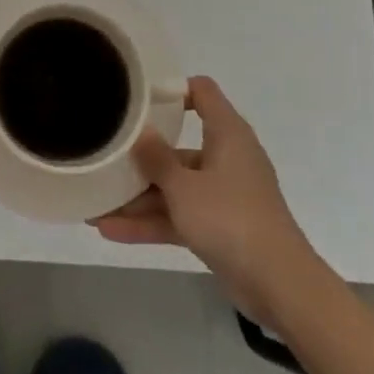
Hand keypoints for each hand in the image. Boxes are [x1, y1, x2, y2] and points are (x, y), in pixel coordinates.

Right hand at [89, 76, 313, 318]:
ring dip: (138, 198)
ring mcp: (223, 195)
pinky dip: (151, 223)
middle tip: (105, 156)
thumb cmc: (230, 218)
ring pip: (175, 187)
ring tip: (95, 204)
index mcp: (227, 134)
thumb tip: (141, 131)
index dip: (171, 89)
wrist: (279, 284)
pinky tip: (110, 230)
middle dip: (141, 157)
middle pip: (178, 147)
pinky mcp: (220, 227)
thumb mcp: (183, 186)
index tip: (136, 98)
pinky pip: (180, 216)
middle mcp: (226, 158)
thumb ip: (156, 158)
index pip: (202, 92)